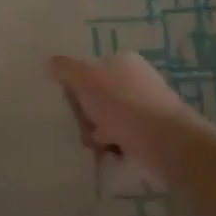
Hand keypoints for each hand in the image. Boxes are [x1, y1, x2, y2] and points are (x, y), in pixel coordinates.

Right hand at [48, 52, 198, 179]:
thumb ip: (65, 69)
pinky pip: (122, 137)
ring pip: (107, 119)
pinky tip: (109, 154)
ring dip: (97, 133)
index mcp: (123, 61)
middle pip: (97, 96)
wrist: (167, 143)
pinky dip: (113, 146)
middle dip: (86, 114)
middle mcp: (136, 80)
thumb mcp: (86, 80)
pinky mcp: (151, 133)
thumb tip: (48, 61)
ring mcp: (145, 107)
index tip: (69, 103)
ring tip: (95, 145)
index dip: (75, 87)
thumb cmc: (123, 105)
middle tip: (82, 126)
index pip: (89, 70)